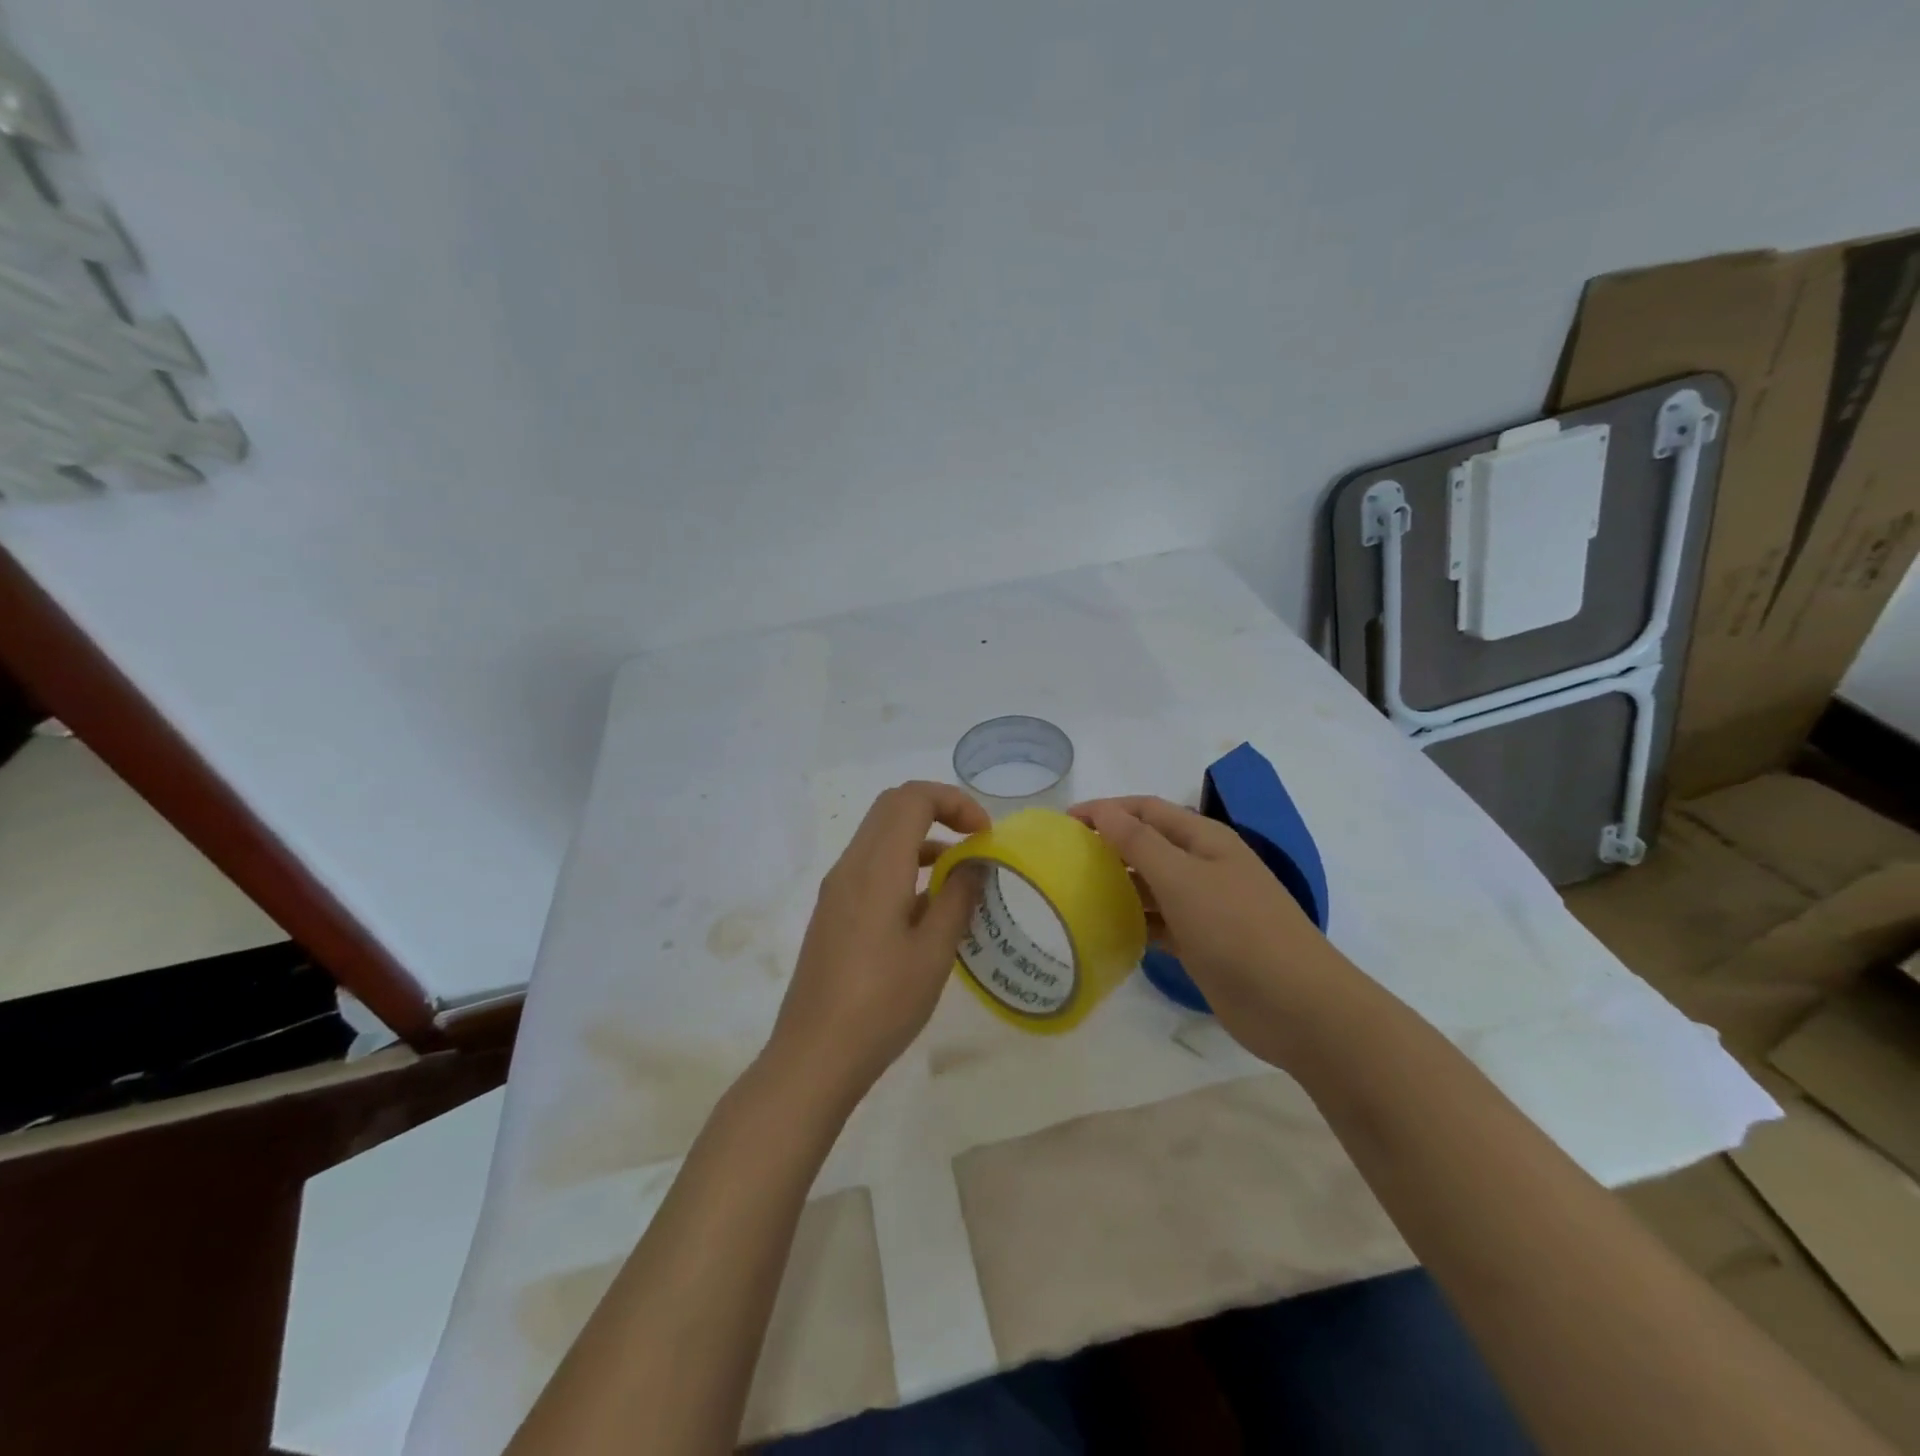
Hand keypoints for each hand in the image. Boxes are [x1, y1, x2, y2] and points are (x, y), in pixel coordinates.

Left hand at [768, 782, 989, 1104]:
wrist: (814, 1056)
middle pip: (892, 807)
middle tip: (976, 840)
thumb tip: (973, 865)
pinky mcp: (833, 912)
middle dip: (939, 810)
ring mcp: (837, 889)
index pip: (912, 798)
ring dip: (922, 838)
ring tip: (961, 875)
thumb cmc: (880, 1004)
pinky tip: (928, 906)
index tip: (985, 834)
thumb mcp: (933, 953)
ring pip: (880, 835)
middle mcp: (850, 866)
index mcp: (876, 867)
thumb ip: (957, 899)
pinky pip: (871, 865)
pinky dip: (904, 864)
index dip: (954, 801)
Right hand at [1072, 796, 1350, 1067]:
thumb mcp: (1183, 878)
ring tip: (1073, 894)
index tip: (1062, 823)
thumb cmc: (1238, 929)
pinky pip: (1157, 923)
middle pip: (1147, 845)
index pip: (1145, 810)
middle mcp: (1203, 866)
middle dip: (1107, 846)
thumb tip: (1102, 811)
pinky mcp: (1200, 944)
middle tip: (1062, 861)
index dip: (1105, 810)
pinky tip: (1104, 930)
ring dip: (1116, 885)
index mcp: (1204, 839)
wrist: (1297, 1005)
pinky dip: (1132, 922)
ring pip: (1150, 886)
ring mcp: (1203, 907)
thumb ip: (1139, 842)